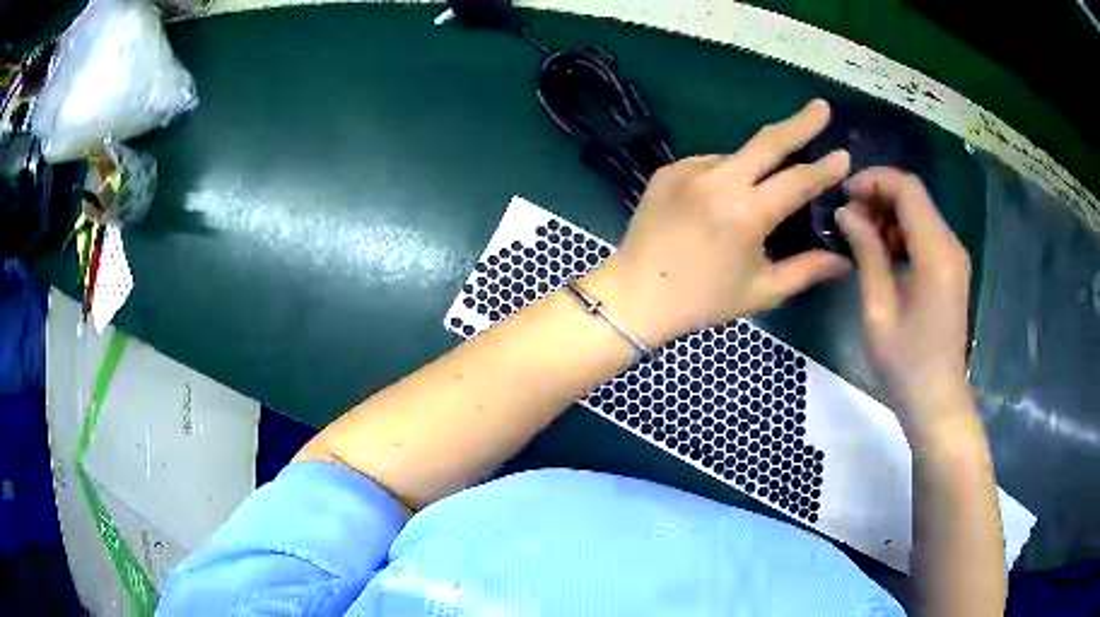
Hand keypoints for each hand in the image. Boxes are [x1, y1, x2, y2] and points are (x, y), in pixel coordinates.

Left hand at [588, 99, 851, 345]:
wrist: (636, 295)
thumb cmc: (703, 300)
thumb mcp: (762, 291)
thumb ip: (807, 270)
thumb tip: (844, 259)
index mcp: (746, 214)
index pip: (797, 181)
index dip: (825, 168)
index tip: (844, 154)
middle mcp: (718, 181)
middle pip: (768, 141)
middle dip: (800, 122)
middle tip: (821, 107)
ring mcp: (689, 170)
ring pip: (738, 155)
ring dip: (758, 165)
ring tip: (758, 195)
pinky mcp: (668, 170)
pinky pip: (710, 164)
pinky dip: (727, 175)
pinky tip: (723, 199)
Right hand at [834, 167, 972, 427]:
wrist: (936, 400)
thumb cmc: (905, 363)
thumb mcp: (879, 308)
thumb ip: (866, 252)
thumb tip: (845, 212)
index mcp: (936, 253)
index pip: (908, 189)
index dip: (874, 181)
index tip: (843, 195)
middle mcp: (950, 245)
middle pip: (914, 197)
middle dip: (878, 196)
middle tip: (846, 218)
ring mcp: (954, 257)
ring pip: (919, 213)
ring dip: (888, 214)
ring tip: (859, 237)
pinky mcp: (951, 269)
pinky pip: (924, 234)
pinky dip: (900, 233)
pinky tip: (880, 253)